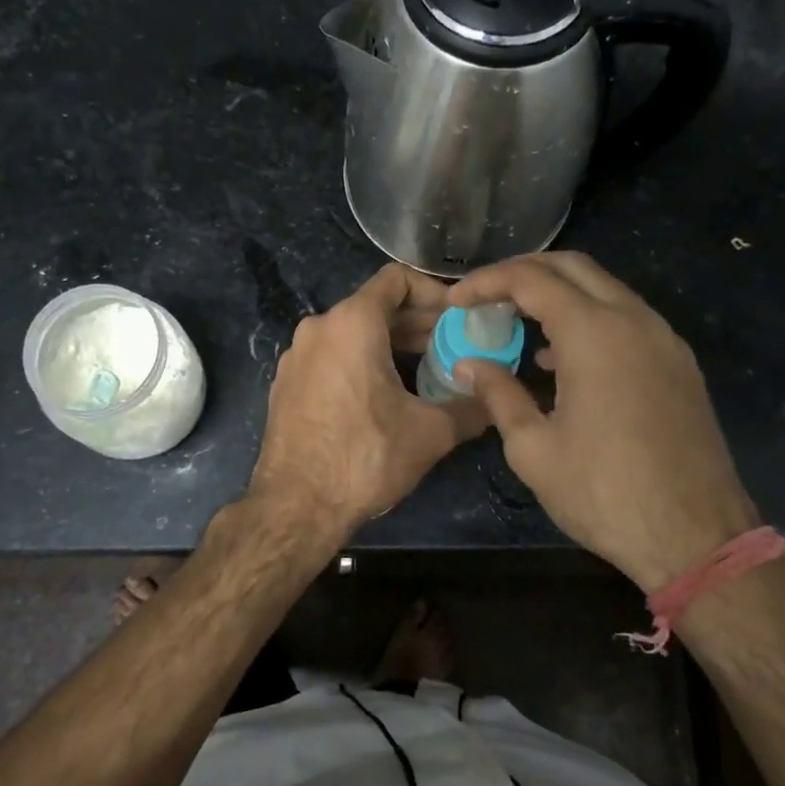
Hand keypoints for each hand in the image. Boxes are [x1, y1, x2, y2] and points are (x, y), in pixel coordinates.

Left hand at [249, 263, 487, 535]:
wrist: (295, 506)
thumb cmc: (365, 459)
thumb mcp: (430, 433)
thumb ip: (471, 408)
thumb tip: (497, 400)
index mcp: (352, 323)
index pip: (397, 278)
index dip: (434, 292)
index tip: (457, 319)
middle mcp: (319, 327)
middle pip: (376, 306)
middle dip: (418, 323)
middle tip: (454, 347)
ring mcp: (297, 355)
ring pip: (353, 332)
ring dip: (392, 343)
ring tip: (427, 370)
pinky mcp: (287, 382)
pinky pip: (332, 355)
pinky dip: (362, 361)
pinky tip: (386, 395)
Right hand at [447, 252, 757, 592]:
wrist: (696, 538)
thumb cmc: (604, 494)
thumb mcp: (534, 449)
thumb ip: (499, 395)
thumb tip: (469, 364)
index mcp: (594, 333)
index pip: (531, 279)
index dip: (486, 282)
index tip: (456, 300)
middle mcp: (634, 320)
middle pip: (572, 267)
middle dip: (523, 272)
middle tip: (486, 297)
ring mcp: (664, 339)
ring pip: (604, 289)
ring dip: (558, 294)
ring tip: (517, 323)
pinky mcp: (679, 364)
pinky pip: (627, 319)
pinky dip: (588, 318)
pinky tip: (561, 358)